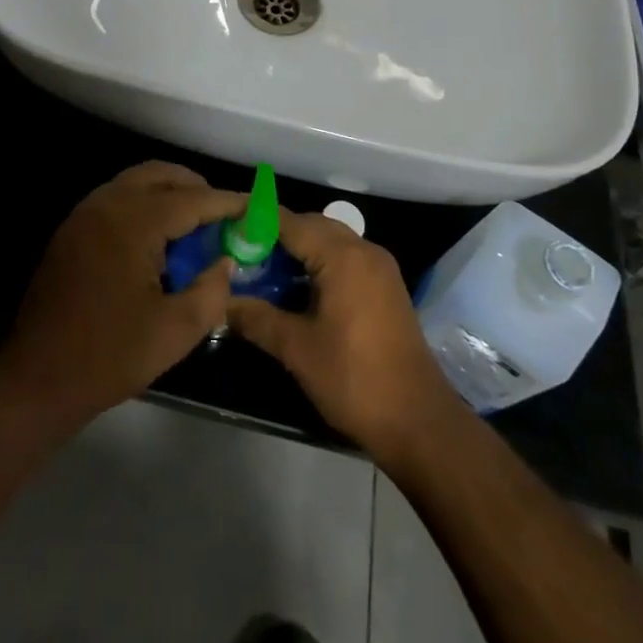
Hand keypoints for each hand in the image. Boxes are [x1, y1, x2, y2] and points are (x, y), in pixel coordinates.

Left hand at [0, 162, 244, 432]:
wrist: (38, 377)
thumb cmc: (109, 355)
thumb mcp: (175, 331)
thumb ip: (211, 290)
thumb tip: (227, 262)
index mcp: (133, 221)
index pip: (191, 199)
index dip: (226, 202)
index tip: (255, 206)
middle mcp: (107, 204)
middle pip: (160, 175)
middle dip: (195, 187)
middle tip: (224, 212)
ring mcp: (84, 215)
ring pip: (135, 182)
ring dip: (168, 192)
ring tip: (196, 223)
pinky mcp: (72, 231)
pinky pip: (116, 200)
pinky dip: (144, 204)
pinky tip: (158, 238)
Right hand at [227, 209, 455, 459]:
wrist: (419, 422)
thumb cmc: (354, 379)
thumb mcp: (297, 349)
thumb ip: (256, 318)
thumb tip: (222, 303)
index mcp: (342, 256)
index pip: (290, 222)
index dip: (255, 220)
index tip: (225, 226)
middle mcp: (364, 251)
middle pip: (311, 226)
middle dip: (275, 235)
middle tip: (239, 252)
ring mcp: (379, 269)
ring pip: (330, 242)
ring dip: (298, 250)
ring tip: (263, 270)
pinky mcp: (386, 288)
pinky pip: (345, 259)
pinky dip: (319, 264)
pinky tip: (297, 289)